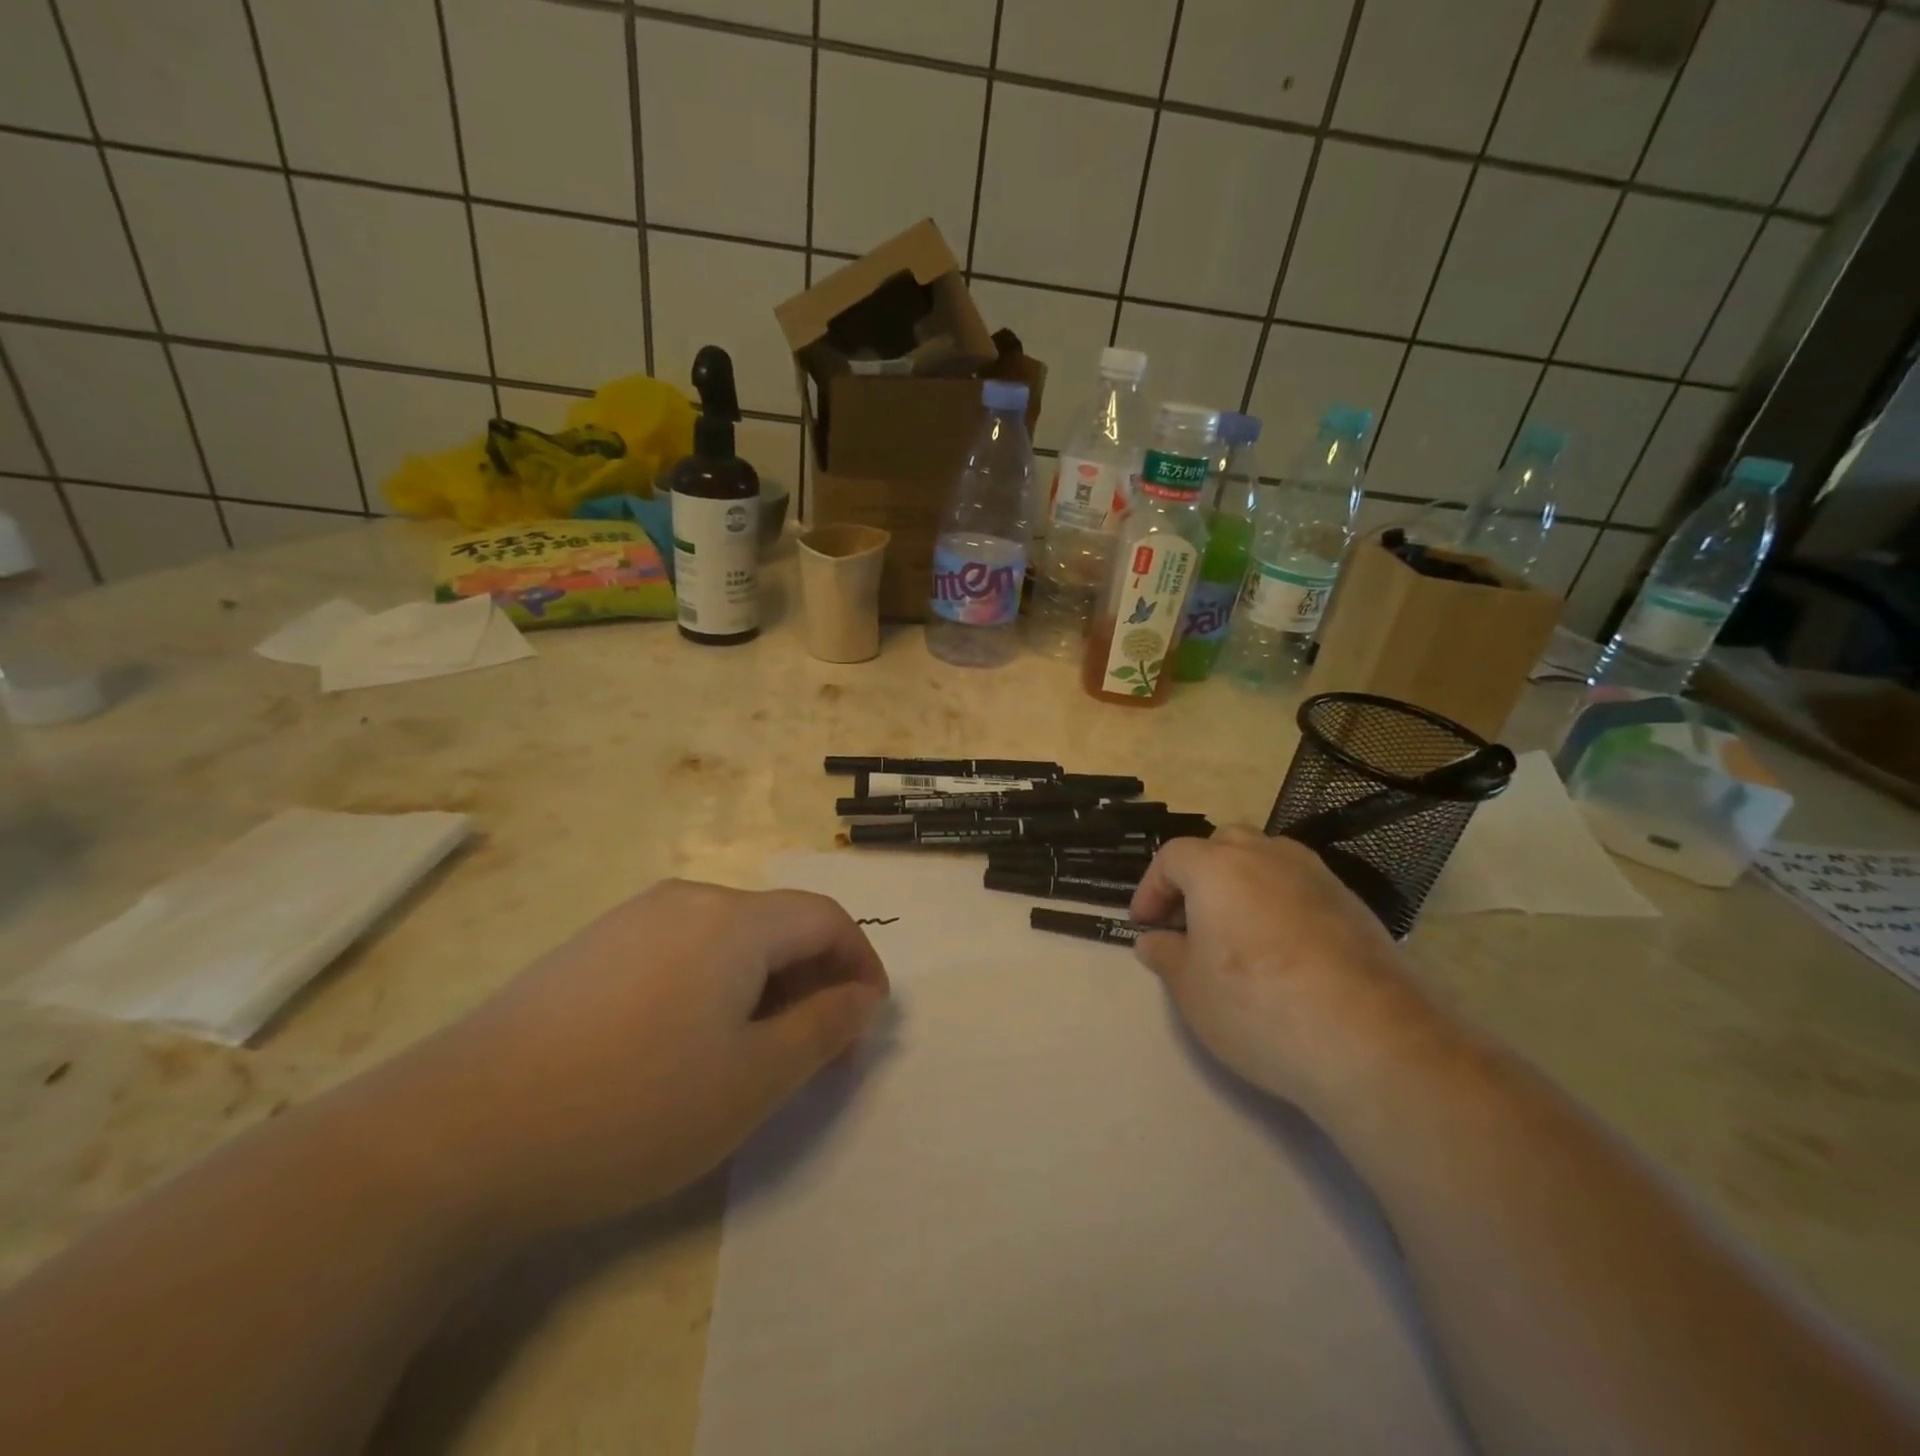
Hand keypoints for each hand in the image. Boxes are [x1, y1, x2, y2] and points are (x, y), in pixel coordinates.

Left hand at [390, 880, 888, 1234]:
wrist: (457, 1133)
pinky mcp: (590, 950)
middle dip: (813, 981)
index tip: (867, 1023)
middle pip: (776, 926)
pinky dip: (713, 988)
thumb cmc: (634, 1104)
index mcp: (733, 919)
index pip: (825, 918)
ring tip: (754, 1054)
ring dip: (764, 987)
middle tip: (817, 1051)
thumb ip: (824, 1028)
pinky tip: (683, 1046)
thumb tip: (862, 996)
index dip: (859, 963)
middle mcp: (686, 900)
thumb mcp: (754, 1079)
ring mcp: (631, 921)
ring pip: (728, 941)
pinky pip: (679, 954)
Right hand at [1130, 828, 1433, 1114]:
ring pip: (1267, 859)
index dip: (1150, 889)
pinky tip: (1283, 950)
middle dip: (1198, 875)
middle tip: (1189, 920)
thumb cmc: (1258, 1006)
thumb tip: (1154, 940)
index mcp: (1218, 867)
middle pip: (1222, 844)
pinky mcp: (1354, 904)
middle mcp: (1267, 856)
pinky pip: (1302, 887)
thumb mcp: (1191, 988)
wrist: (1371, 1040)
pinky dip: (1281, 903)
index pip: (1171, 857)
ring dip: (1242, 884)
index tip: (1145, 927)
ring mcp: (1317, 876)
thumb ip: (1165, 955)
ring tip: (1236, 931)